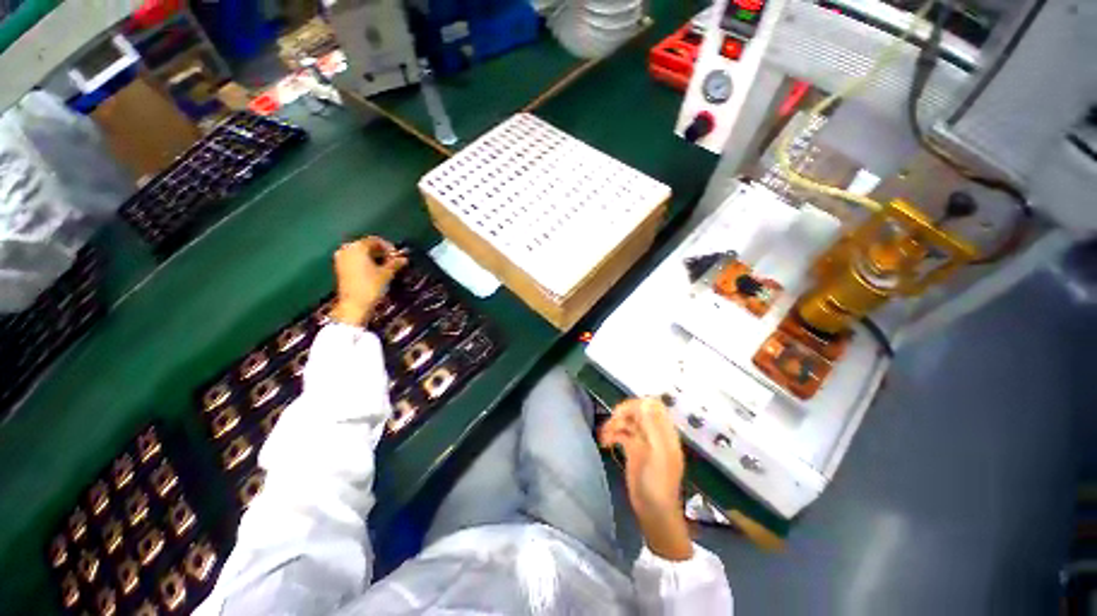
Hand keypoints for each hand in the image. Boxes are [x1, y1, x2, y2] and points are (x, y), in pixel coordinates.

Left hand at [330, 237, 407, 326]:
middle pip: (367, 246)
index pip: (375, 240)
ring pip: (361, 253)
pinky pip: (355, 260)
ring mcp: (341, 259)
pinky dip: (366, 263)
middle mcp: (346, 249)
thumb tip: (404, 258)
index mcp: (357, 247)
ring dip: (374, 258)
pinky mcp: (340, 269)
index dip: (389, 247)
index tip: (399, 256)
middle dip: (382, 252)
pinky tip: (376, 271)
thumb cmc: (371, 286)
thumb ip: (395, 263)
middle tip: (394, 261)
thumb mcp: (386, 273)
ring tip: (387, 267)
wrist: (354, 305)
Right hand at [599, 398, 692, 560]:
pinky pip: (620, 433)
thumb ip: (652, 427)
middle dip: (623, 413)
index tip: (622, 412)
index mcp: (664, 431)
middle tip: (611, 423)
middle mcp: (653, 432)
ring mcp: (642, 440)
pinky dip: (612, 434)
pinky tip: (604, 442)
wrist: (653, 511)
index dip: (637, 404)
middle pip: (637, 411)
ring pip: (627, 421)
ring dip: (614, 424)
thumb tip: (644, 401)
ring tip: (604, 435)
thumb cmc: (658, 483)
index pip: (652, 405)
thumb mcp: (658, 453)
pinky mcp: (632, 449)